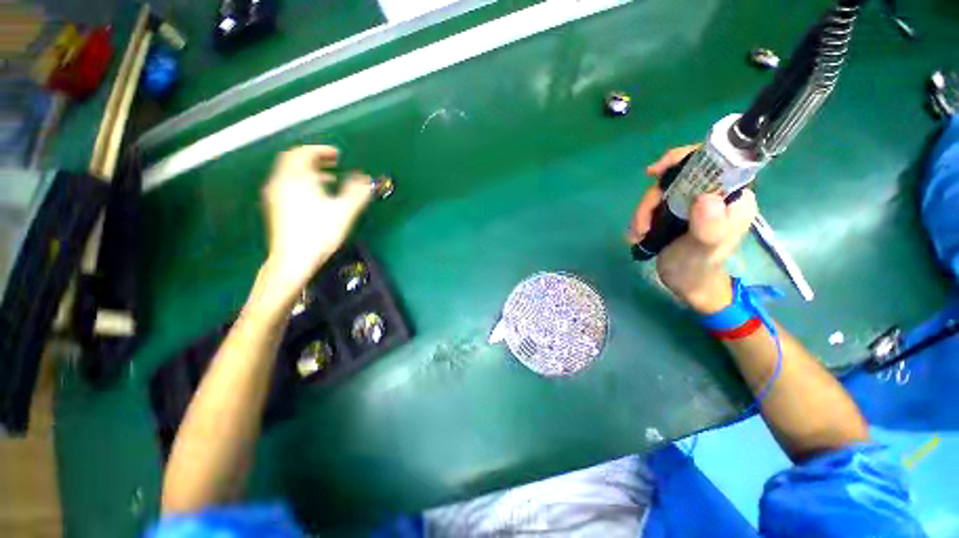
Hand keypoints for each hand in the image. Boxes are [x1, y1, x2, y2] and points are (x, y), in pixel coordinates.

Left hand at [261, 146, 372, 293]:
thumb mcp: (344, 211)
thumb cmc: (319, 233)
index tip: (336, 155)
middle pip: (294, 160)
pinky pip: (288, 185)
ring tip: (329, 179)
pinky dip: (303, 183)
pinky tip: (317, 197)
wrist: (293, 259)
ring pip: (290, 173)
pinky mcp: (276, 207)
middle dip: (314, 158)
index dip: (321, 150)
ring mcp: (276, 195)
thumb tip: (366, 178)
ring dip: (309, 171)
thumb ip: (357, 193)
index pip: (303, 153)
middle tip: (332, 162)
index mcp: (296, 178)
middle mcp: (282, 182)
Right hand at [629, 145, 756, 312]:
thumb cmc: (699, 269)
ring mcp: (691, 203)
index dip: (685, 159)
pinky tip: (637, 235)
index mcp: (732, 197)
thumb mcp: (705, 250)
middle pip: (678, 177)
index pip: (715, 161)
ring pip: (660, 192)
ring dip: (643, 212)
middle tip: (642, 224)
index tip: (657, 173)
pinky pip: (652, 204)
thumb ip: (710, 226)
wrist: (686, 284)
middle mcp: (713, 194)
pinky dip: (640, 218)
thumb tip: (705, 197)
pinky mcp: (673, 212)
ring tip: (638, 235)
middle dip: (653, 199)